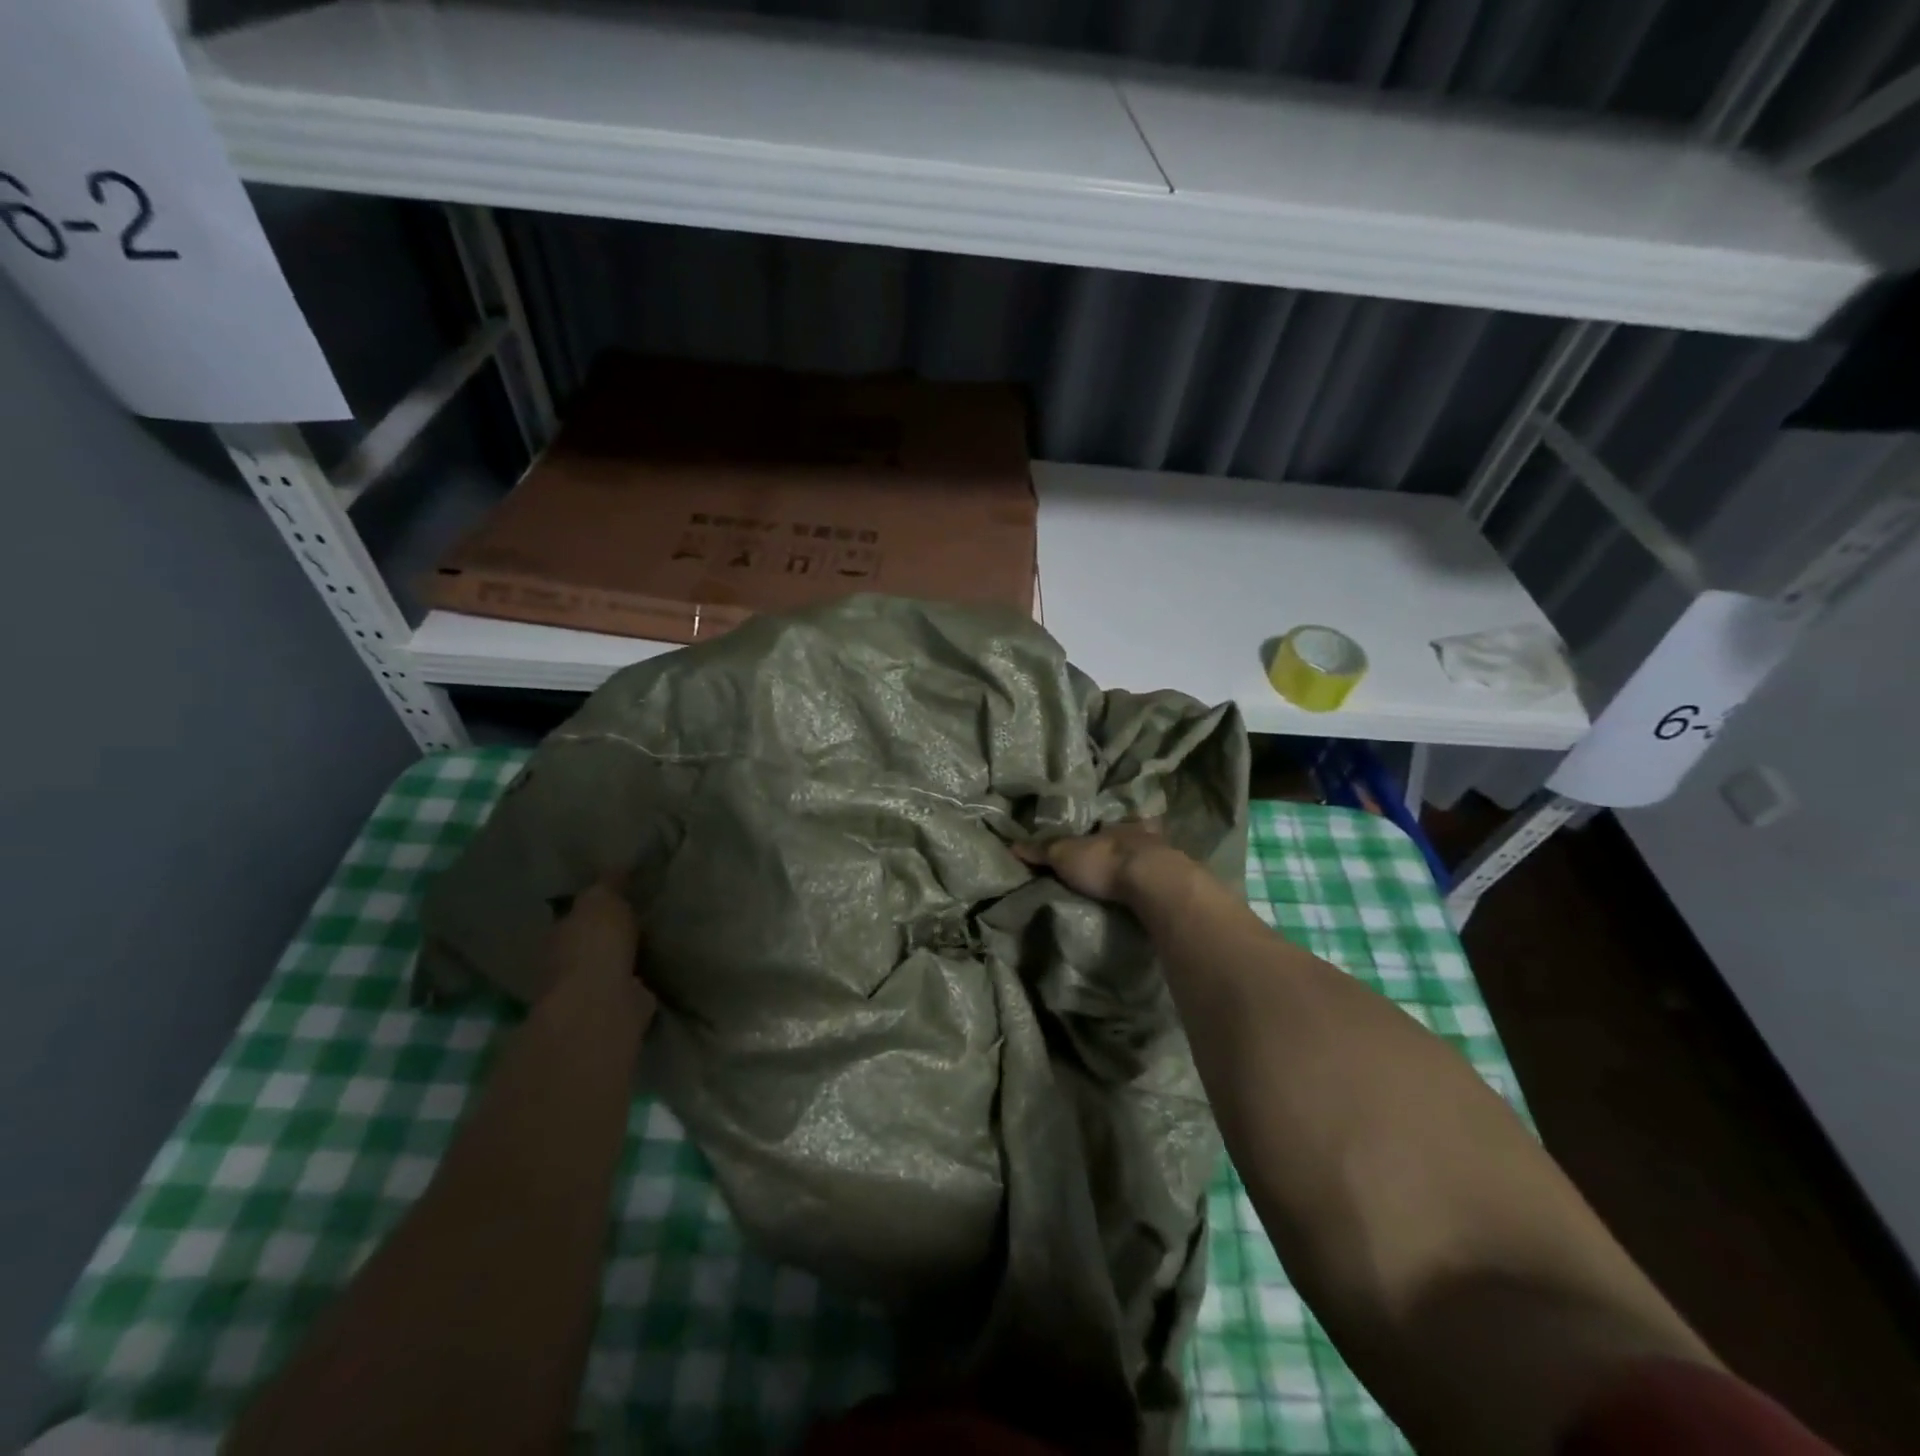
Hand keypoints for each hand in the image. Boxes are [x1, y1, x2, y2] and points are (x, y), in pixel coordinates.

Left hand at [539, 880, 656, 1028]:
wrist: (603, 1001)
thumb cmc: (595, 944)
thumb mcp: (603, 900)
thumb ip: (609, 884)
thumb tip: (616, 865)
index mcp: (559, 932)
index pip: (575, 914)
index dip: (594, 905)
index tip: (617, 895)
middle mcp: (566, 962)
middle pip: (590, 941)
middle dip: (609, 934)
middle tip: (640, 917)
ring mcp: (589, 988)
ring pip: (609, 965)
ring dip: (624, 958)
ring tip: (652, 942)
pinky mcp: (614, 1007)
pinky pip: (629, 986)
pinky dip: (640, 979)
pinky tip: (658, 968)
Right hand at [1015, 821, 1179, 903]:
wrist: (1153, 881)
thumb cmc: (1105, 860)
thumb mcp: (1064, 854)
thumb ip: (1042, 851)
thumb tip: (1011, 845)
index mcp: (1115, 825)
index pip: (1105, 826)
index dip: (1099, 833)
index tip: (1094, 842)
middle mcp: (1142, 836)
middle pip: (1129, 841)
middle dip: (1121, 850)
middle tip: (1110, 865)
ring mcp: (1164, 858)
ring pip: (1148, 859)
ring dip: (1139, 868)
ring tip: (1127, 885)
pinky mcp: (1176, 882)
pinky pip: (1162, 880)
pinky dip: (1154, 886)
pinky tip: (1149, 897)